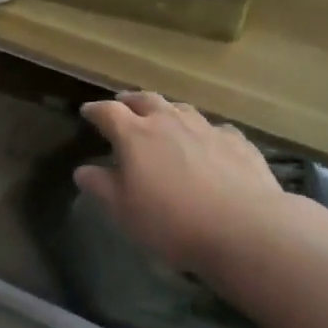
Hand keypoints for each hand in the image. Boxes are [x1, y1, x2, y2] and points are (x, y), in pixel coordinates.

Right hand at [76, 92, 296, 274]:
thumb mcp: (124, 211)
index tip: (87, 112)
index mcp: (135, 135)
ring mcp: (206, 128)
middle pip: (145, 100)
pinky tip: (207, 142)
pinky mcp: (237, 141)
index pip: (108, 112)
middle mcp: (168, 121)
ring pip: (181, 108)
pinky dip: (203, 131)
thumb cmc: (172, 221)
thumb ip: (100, 187)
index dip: (95, 110)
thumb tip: (82, 170)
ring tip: (162, 117)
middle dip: (130, 101)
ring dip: (167, 110)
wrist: (245, 228)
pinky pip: (214, 128)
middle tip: (122, 104)